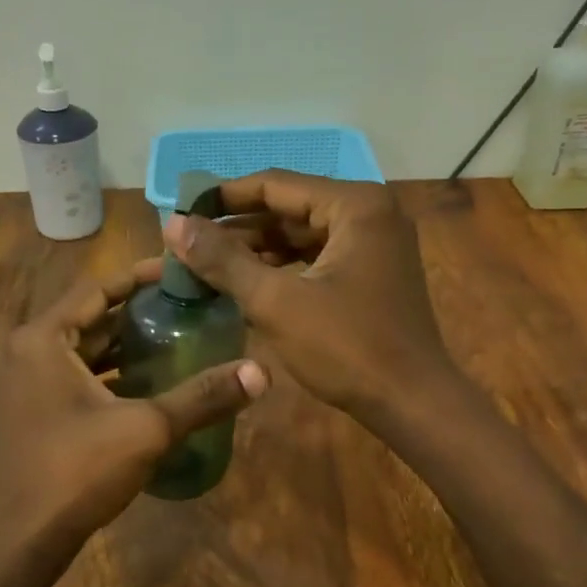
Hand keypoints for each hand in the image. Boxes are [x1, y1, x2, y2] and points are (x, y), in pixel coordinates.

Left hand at [0, 261, 267, 571]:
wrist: (19, 541)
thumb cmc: (75, 472)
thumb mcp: (146, 429)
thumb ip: (202, 398)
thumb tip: (262, 373)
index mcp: (44, 339)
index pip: (98, 289)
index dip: (141, 277)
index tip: (182, 273)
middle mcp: (30, 352)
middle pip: (92, 318)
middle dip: (139, 312)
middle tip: (191, 307)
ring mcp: (29, 385)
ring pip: (85, 352)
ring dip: (127, 345)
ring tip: (179, 338)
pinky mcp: (37, 414)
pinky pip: (78, 379)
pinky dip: (112, 375)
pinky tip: (151, 384)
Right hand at [165, 172, 454, 423]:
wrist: (412, 402)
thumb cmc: (347, 348)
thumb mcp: (276, 302)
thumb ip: (223, 260)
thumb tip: (173, 224)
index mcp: (354, 204)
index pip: (275, 184)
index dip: (223, 197)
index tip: (181, 211)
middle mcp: (369, 212)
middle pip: (289, 208)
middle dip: (237, 228)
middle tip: (187, 244)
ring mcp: (374, 244)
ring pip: (301, 235)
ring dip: (256, 250)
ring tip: (206, 266)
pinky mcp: (372, 273)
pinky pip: (316, 258)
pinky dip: (281, 269)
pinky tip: (245, 285)